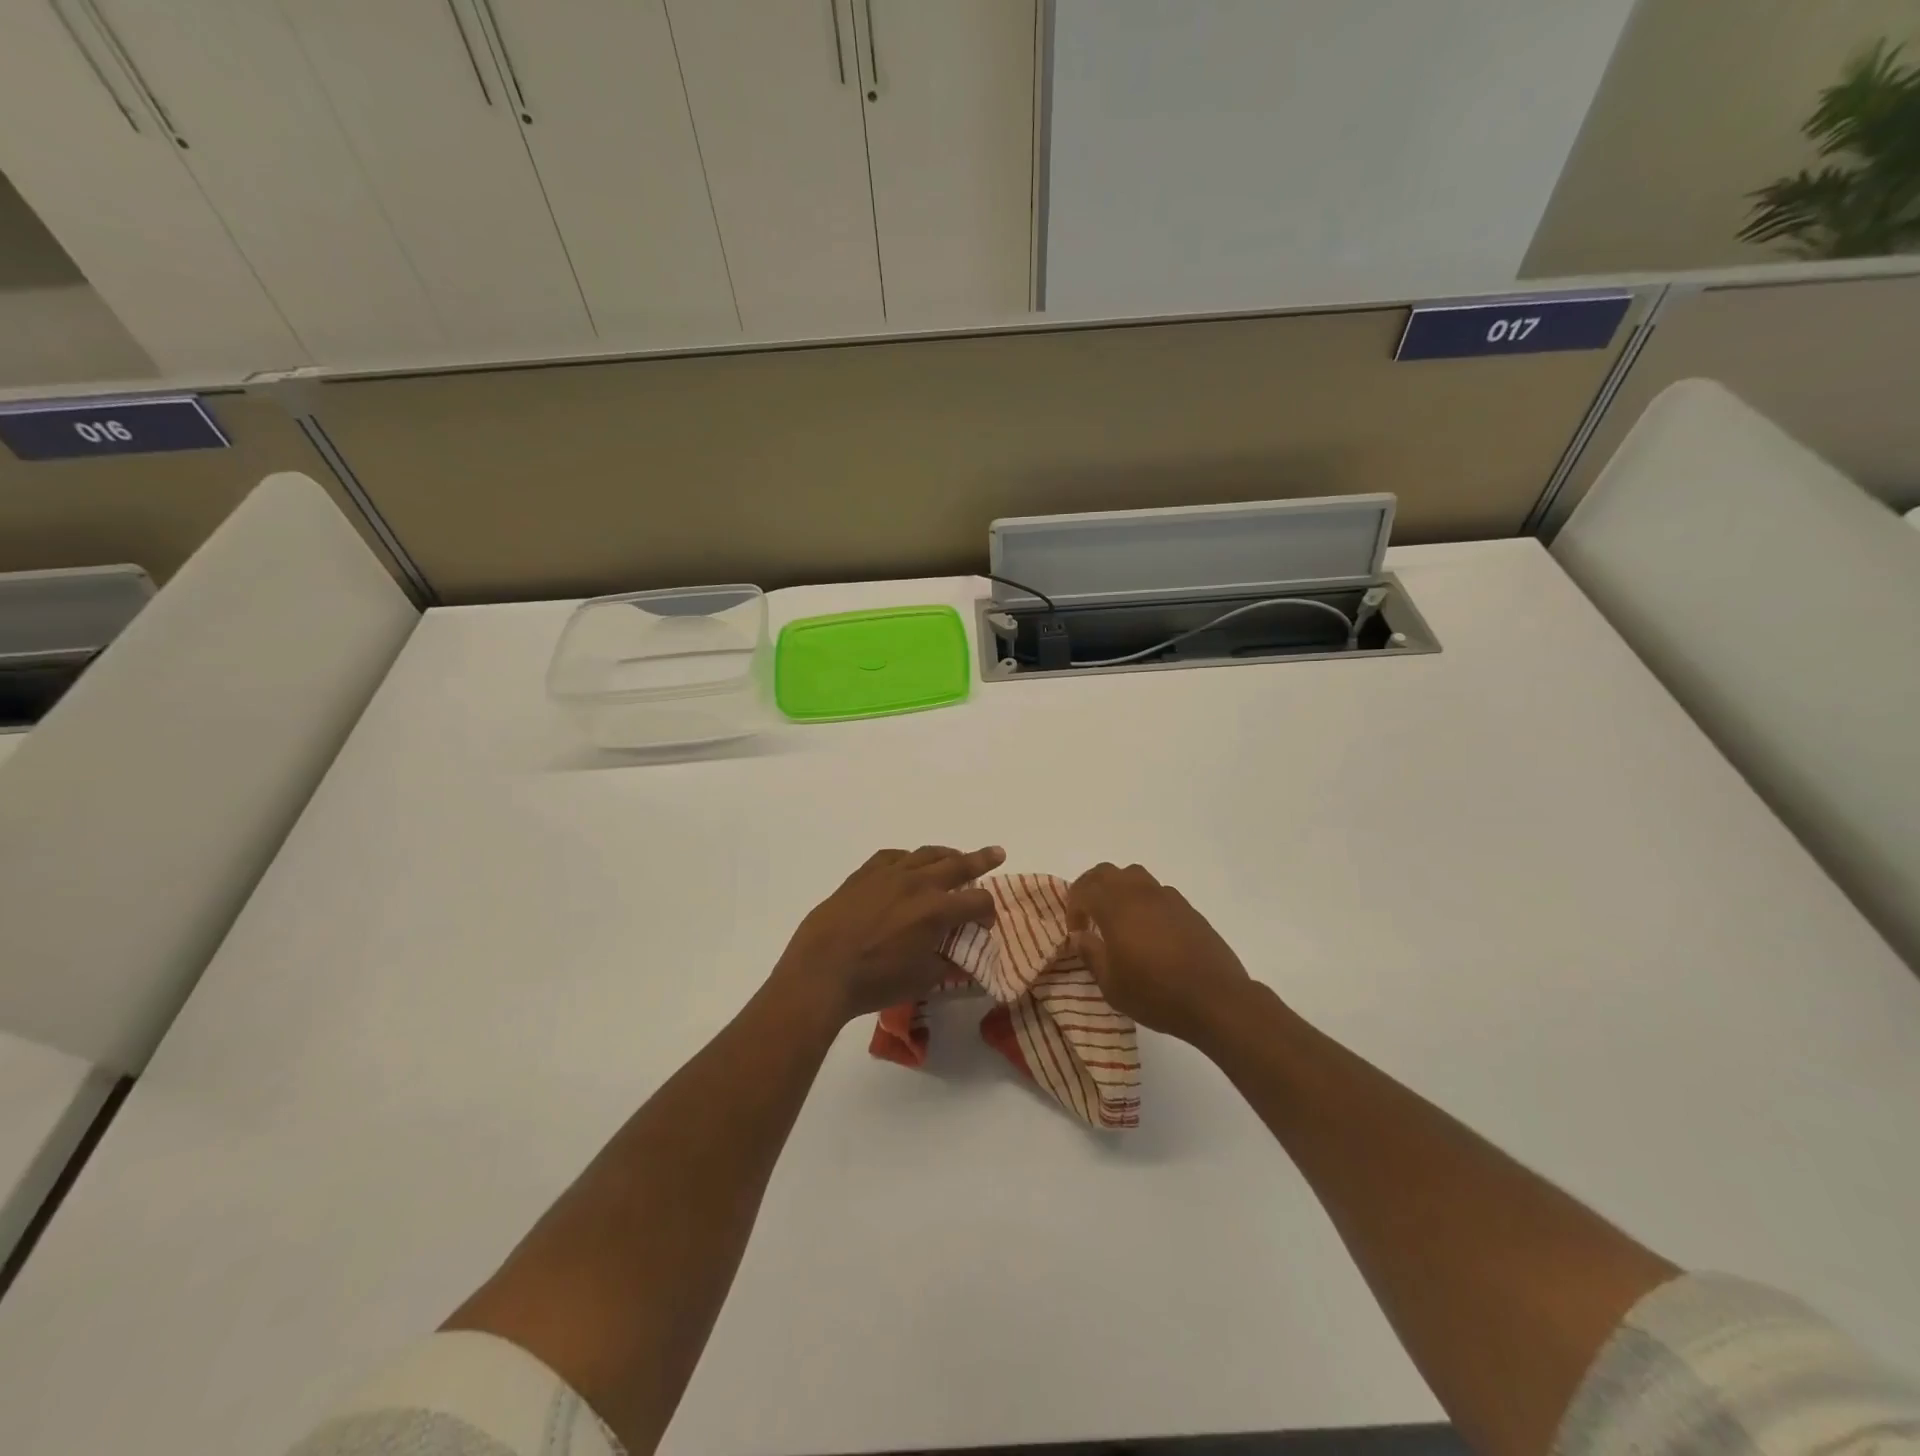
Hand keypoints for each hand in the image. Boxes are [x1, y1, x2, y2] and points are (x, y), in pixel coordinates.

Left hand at [772, 845, 1005, 1024]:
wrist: (821, 970)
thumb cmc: (875, 981)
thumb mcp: (921, 980)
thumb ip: (947, 966)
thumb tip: (962, 961)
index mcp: (937, 911)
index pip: (977, 902)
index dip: (988, 912)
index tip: (985, 924)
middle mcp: (918, 884)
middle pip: (959, 865)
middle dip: (981, 860)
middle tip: (997, 853)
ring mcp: (889, 874)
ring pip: (926, 854)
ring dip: (946, 855)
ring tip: (956, 856)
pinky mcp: (864, 874)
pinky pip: (893, 857)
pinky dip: (908, 859)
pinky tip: (909, 865)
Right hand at [1067, 862, 1256, 1046]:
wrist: (1216, 1000)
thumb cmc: (1156, 994)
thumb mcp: (1112, 984)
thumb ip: (1091, 954)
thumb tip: (1080, 935)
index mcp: (1116, 907)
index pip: (1084, 889)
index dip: (1073, 907)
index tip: (1076, 932)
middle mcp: (1140, 893)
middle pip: (1106, 872)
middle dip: (1090, 888)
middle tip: (1088, 915)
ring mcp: (1167, 897)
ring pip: (1134, 875)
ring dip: (1118, 889)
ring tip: (1118, 918)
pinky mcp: (1187, 908)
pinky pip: (1157, 891)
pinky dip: (1143, 900)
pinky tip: (1148, 929)